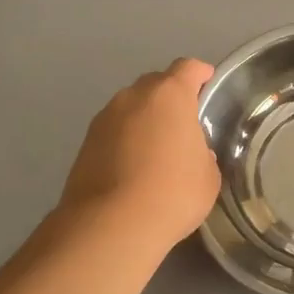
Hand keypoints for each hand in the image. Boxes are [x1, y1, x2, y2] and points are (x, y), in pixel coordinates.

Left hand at [60, 58, 220, 253]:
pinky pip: (114, 131)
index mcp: (170, 96)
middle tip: (184, 122)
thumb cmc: (173, 193)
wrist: (112, 224)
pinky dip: (126, 139)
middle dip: (171, 97)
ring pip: (131, 107)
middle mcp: (133, 97)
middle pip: (155, 84)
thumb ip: (203, 154)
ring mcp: (104, 119)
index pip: (187, 69)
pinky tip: (135, 166)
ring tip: (158, 147)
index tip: (207, 81)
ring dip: (145, 118)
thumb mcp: (208, 176)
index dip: (200, 73)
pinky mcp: (85, 143)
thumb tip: (193, 153)